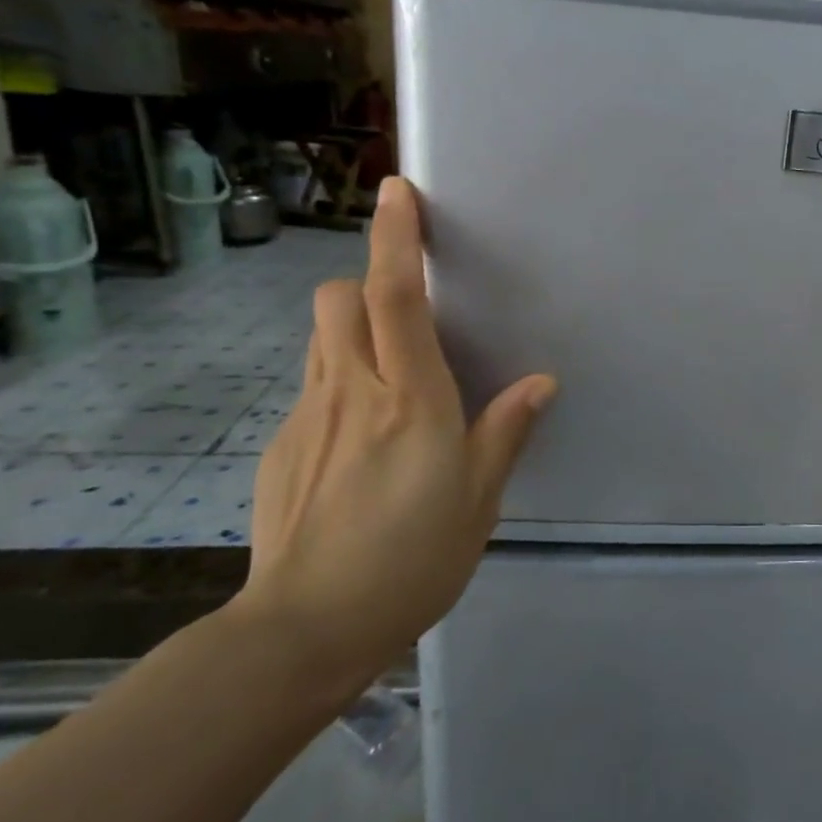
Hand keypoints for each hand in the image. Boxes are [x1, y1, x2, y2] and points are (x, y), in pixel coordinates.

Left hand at [233, 176, 555, 699]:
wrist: (306, 628)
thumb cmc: (411, 559)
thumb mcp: (479, 499)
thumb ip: (505, 431)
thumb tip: (540, 383)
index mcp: (410, 401)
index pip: (397, 298)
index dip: (396, 239)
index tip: (397, 192)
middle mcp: (352, 393)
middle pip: (339, 300)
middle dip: (368, 283)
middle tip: (407, 319)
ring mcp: (307, 419)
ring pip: (321, 340)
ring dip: (352, 332)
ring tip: (389, 382)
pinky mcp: (281, 448)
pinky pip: (312, 391)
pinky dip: (338, 389)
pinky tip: (358, 449)